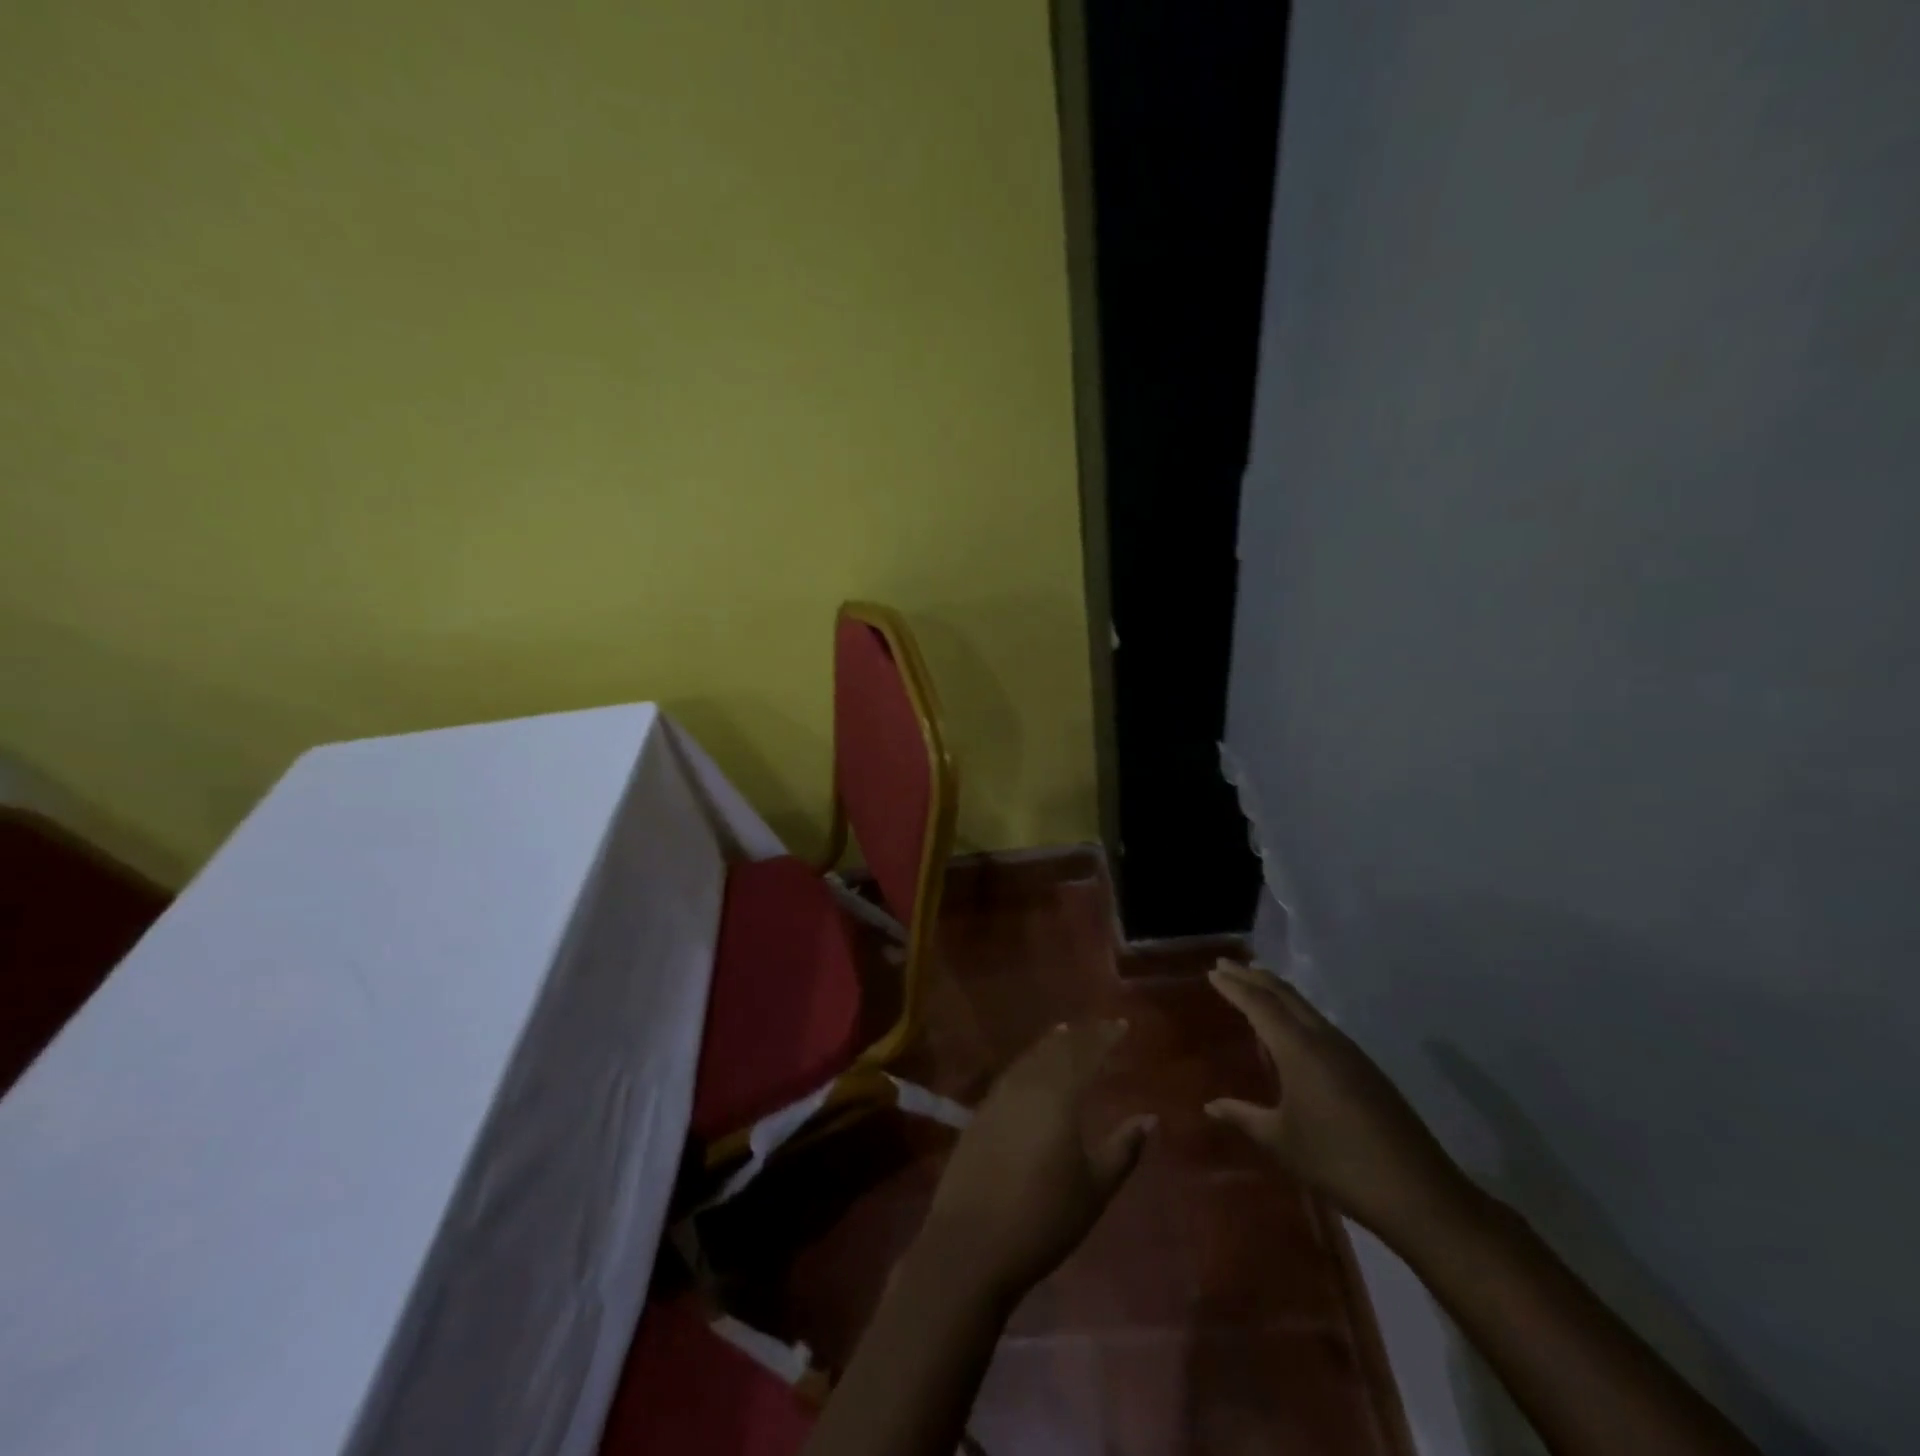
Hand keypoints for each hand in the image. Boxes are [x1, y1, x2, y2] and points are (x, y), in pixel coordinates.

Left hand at [919, 1020, 1154, 1305]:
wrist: (971, 1242)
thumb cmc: (1043, 1219)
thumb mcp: (1094, 1189)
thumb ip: (1122, 1149)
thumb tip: (1149, 1118)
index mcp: (1058, 1097)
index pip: (1086, 1054)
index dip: (1105, 1037)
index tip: (1122, 1024)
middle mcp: (1026, 1085)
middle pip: (1055, 1050)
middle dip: (1079, 1036)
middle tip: (1097, 1027)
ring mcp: (998, 1097)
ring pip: (1029, 1058)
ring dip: (1049, 1044)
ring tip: (1065, 1033)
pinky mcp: (979, 1114)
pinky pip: (1010, 1074)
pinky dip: (1027, 1062)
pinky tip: (1030, 1069)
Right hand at [1206, 961, 1470, 1239]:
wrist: (1419, 1193)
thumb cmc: (1338, 1162)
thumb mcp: (1281, 1141)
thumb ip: (1243, 1117)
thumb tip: (1210, 1106)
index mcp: (1299, 1049)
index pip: (1258, 1004)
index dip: (1234, 986)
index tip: (1213, 970)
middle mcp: (1324, 1039)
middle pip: (1284, 994)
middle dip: (1253, 976)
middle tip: (1227, 966)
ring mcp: (1350, 1052)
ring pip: (1305, 1006)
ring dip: (1276, 991)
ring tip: (1254, 986)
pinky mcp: (1366, 1069)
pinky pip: (1320, 1024)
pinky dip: (1295, 1012)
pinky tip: (1291, 1029)